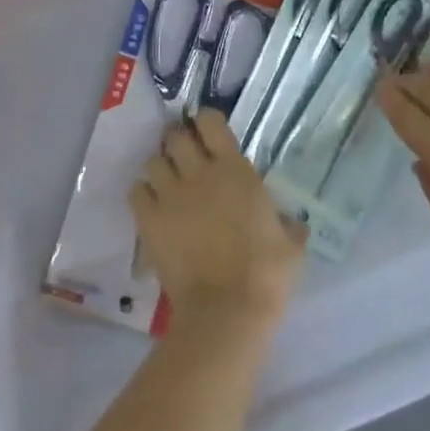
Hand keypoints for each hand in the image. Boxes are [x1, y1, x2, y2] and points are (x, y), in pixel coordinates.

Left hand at [129, 111, 306, 334]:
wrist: (226, 309)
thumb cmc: (266, 274)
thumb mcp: (291, 245)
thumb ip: (289, 225)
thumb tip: (293, 223)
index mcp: (234, 170)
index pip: (210, 122)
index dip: (205, 122)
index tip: (207, 132)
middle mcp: (198, 173)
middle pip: (175, 136)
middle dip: (178, 141)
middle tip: (184, 157)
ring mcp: (170, 195)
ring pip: (152, 161)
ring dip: (159, 168)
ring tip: (166, 183)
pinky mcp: (149, 221)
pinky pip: (136, 192)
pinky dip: (142, 194)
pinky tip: (151, 206)